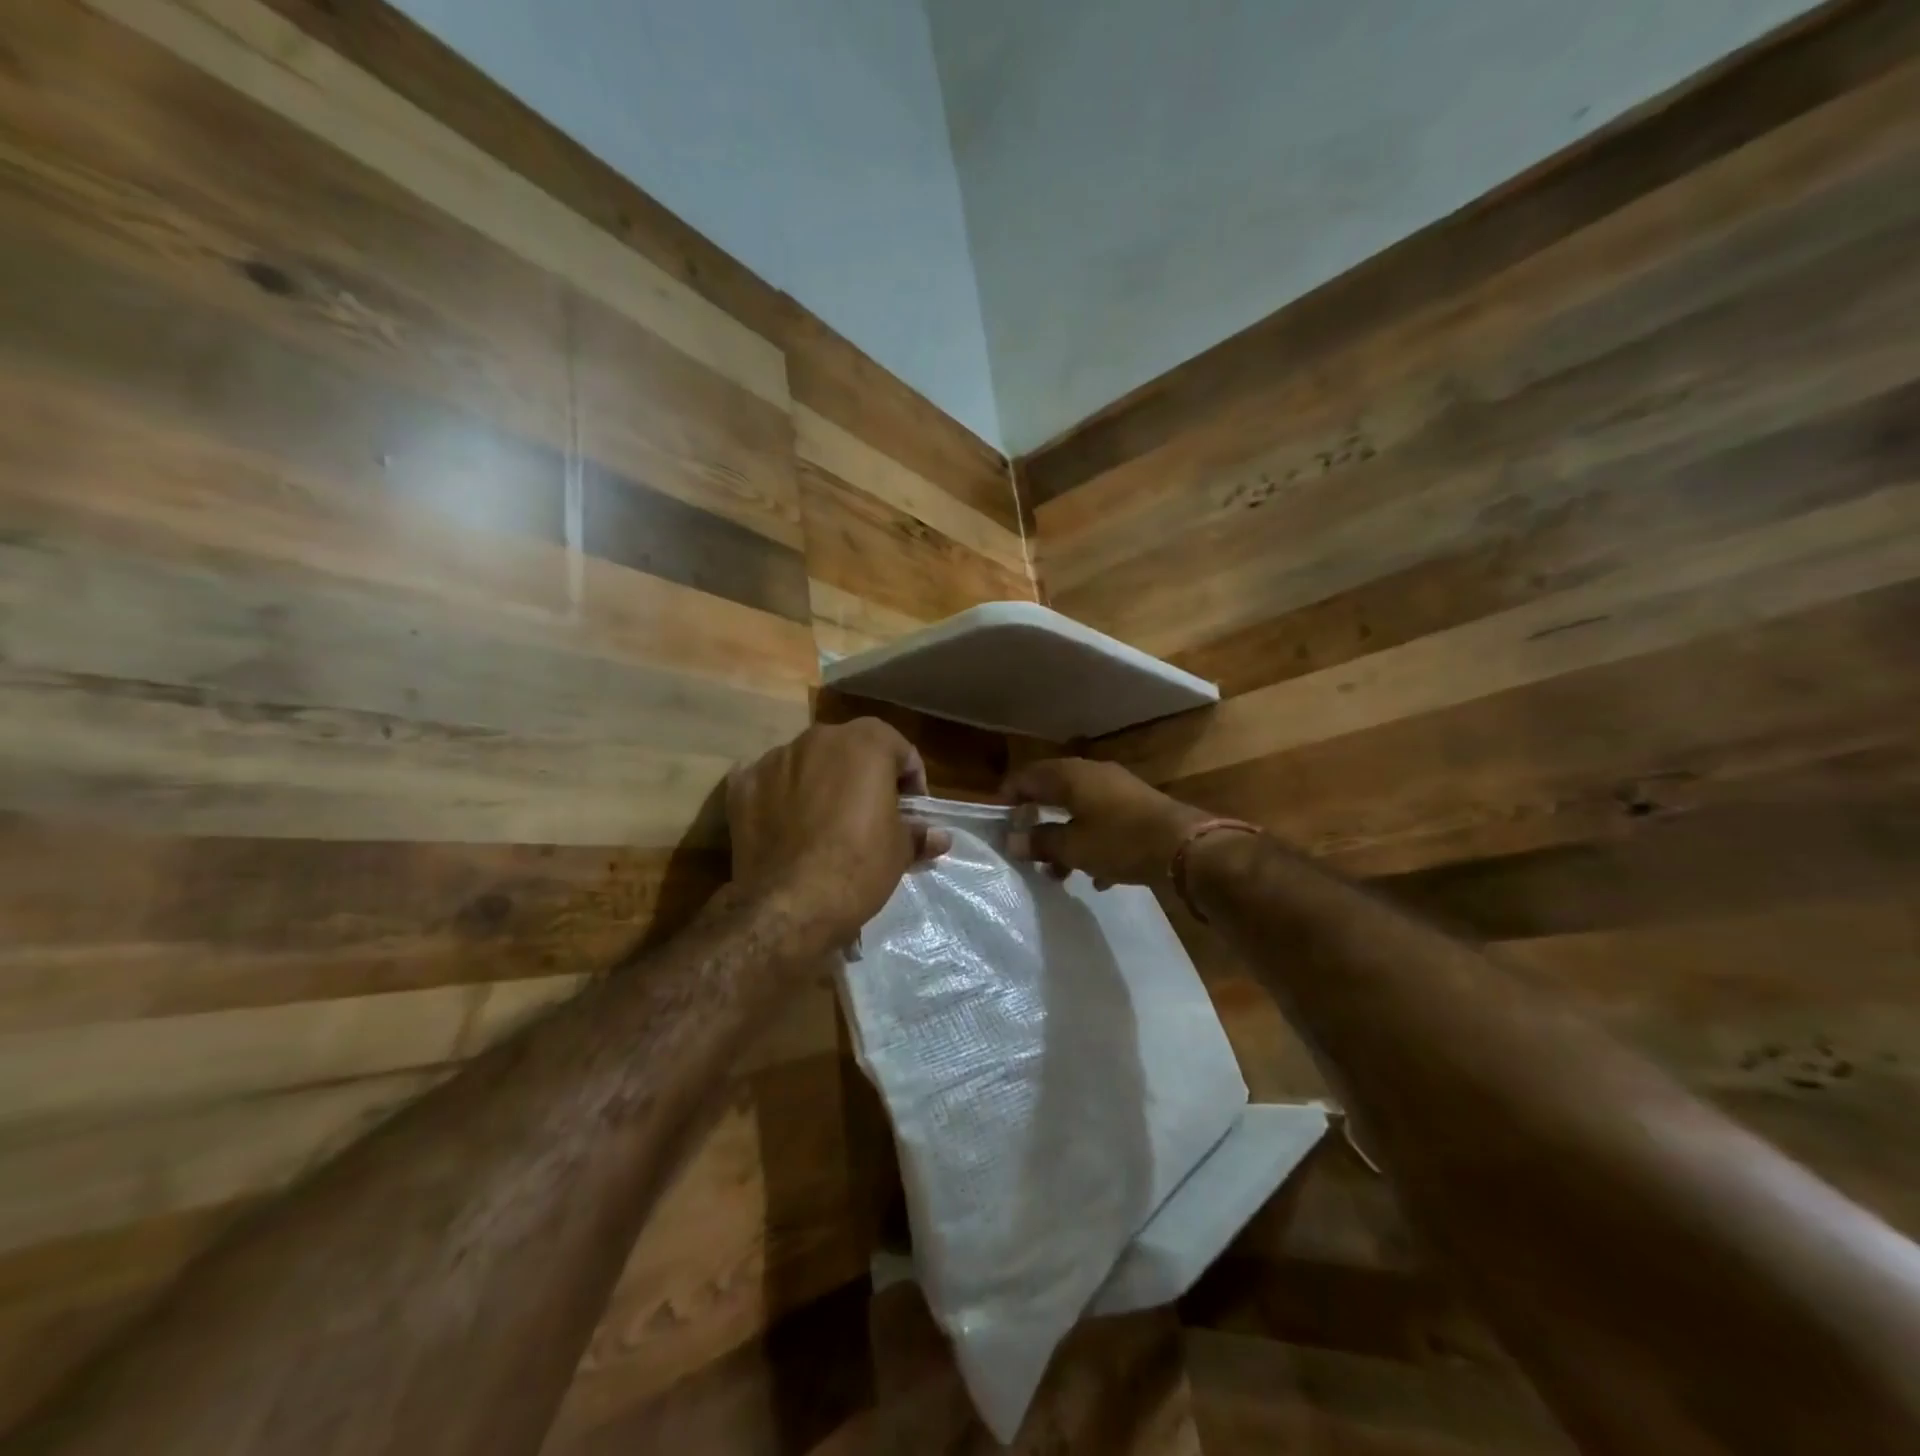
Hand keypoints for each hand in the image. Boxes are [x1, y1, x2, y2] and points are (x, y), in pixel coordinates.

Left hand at [727, 719, 950, 945]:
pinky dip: (779, 796)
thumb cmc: (858, 867)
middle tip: (871, 814)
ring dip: (821, 782)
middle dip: (864, 775)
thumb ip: (919, 833)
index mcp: (865, 743)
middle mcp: (819, 738)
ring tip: (826, 823)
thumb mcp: (900, 851)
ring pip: (808, 762)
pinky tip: (786, 824)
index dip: (910, 781)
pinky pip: (769, 782)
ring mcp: (775, 759)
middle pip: (851, 749)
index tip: (910, 812)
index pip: (900, 749)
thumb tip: (940, 837)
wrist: (788, 905)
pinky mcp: (742, 785)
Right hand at [1001, 758, 1212, 888]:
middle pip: (1053, 792)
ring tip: (1056, 872)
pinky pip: (1103, 824)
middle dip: (1037, 821)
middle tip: (1024, 846)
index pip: (1028, 776)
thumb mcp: (1073, 847)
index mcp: (1071, 776)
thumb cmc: (1120, 841)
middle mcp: (1093, 775)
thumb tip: (1012, 841)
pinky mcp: (1138, 810)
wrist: (1186, 848)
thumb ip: (1040, 842)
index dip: (1009, 795)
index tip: (999, 820)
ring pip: (1079, 811)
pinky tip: (1095, 877)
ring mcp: (1118, 791)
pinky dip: (1092, 844)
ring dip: (1064, 838)